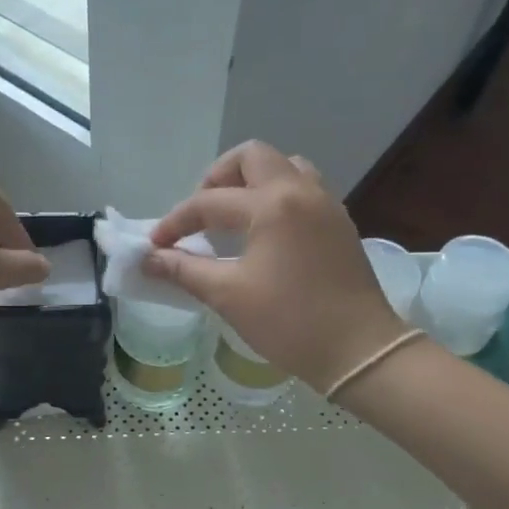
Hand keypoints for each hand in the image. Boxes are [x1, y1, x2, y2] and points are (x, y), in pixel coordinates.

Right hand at [144, 142, 407, 390]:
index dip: (176, 222)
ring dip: (253, 181)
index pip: (210, 201)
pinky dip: (277, 196)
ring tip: (233, 216)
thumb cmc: (290, 322)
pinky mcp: (339, 224)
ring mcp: (326, 205)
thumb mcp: (229, 296)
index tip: (155, 245)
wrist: (359, 350)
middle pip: (253, 157)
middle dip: (218, 177)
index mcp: (273, 204)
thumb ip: (185, 270)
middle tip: (202, 213)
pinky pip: (304, 189)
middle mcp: (302, 191)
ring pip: (285, 167)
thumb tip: (149, 259)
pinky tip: (264, 232)